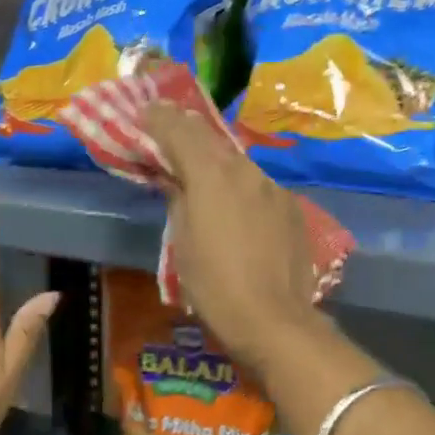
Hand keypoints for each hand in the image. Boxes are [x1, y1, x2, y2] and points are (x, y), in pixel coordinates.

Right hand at [144, 101, 321, 373]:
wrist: (273, 320)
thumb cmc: (214, 285)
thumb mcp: (182, 243)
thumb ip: (178, 200)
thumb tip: (175, 181)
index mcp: (212, 174)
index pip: (180, 129)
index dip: (158, 118)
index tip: (143, 114)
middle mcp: (246, 170)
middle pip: (211, 140)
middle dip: (186, 135)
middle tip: (166, 138)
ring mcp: (274, 187)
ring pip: (238, 163)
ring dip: (216, 164)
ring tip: (201, 179)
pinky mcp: (292, 208)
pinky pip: (258, 187)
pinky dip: (240, 189)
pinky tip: (236, 211)